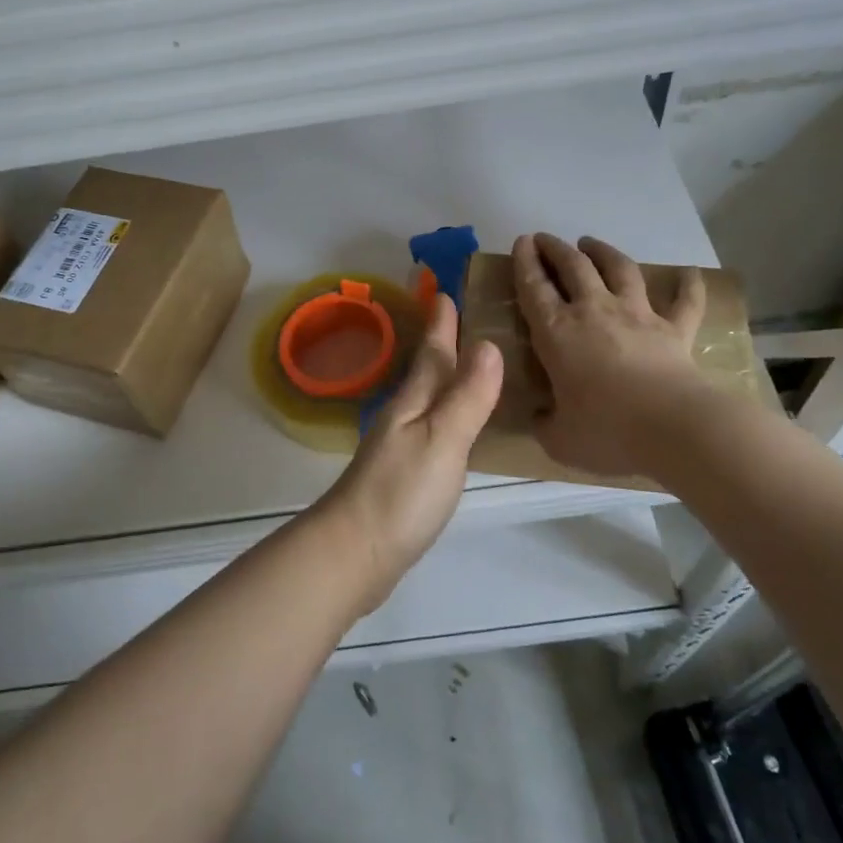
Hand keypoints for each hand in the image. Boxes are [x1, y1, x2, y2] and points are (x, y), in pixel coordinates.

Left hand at [314, 293, 502, 613]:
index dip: (440, 323)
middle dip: (441, 342)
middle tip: (460, 317)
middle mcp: (404, 416)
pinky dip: (443, 413)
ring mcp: (399, 446)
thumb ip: (466, 396)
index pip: (432, 352)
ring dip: (444, 376)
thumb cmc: (401, 493)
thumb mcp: (442, 440)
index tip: (444, 289)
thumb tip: (488, 343)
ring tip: (466, 362)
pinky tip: (453, 424)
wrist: (354, 553)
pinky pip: (429, 426)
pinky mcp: (401, 474)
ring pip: (426, 397)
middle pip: (426, 371)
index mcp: (413, 402)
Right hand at [512, 232, 705, 477]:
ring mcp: (638, 316)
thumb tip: (541, 418)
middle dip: (555, 249)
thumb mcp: (559, 439)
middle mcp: (595, 312)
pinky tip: (690, 273)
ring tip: (591, 243)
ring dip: (604, 252)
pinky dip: (688, 285)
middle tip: (545, 239)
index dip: (525, 262)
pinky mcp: (675, 329)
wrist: (673, 428)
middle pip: (574, 267)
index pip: (534, 288)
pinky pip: (685, 301)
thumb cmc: (607, 431)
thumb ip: (545, 424)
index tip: (521, 243)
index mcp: (557, 333)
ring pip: (620, 269)